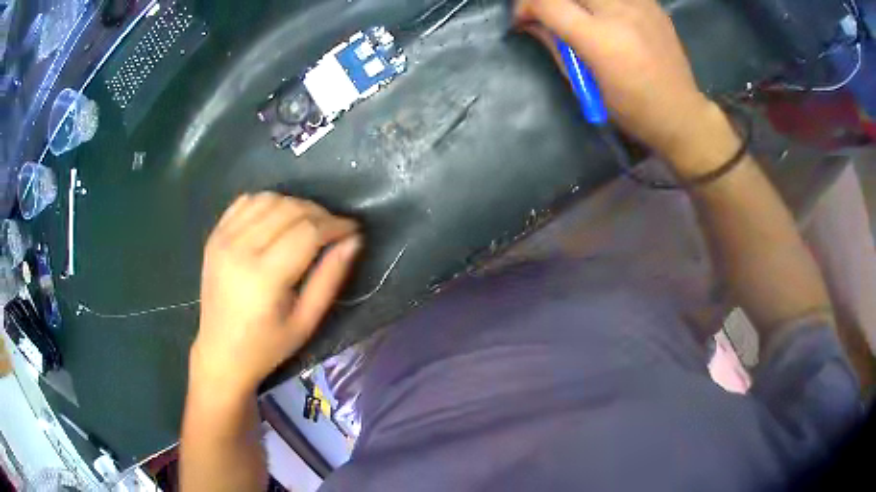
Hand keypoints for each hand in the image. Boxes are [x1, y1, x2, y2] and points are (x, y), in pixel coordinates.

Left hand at [191, 193, 360, 397]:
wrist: (220, 352)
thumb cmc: (267, 345)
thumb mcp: (306, 321)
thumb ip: (330, 278)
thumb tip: (353, 241)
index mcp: (264, 276)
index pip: (308, 231)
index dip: (335, 225)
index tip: (353, 230)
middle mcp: (240, 248)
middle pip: (289, 209)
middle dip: (320, 213)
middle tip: (334, 230)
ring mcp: (223, 238)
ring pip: (269, 199)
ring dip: (295, 205)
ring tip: (308, 224)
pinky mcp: (215, 236)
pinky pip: (246, 202)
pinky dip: (268, 203)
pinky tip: (278, 220)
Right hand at [515, 0, 724, 161]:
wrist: (681, 113)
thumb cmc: (632, 110)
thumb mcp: (587, 85)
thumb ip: (557, 47)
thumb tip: (532, 24)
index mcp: (601, 40)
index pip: (548, 3)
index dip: (525, 6)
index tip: (523, 20)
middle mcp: (620, 13)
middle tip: (548, 13)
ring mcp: (640, 5)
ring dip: (578, 1)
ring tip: (578, 14)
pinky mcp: (653, 5)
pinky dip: (603, 2)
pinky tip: (605, 12)